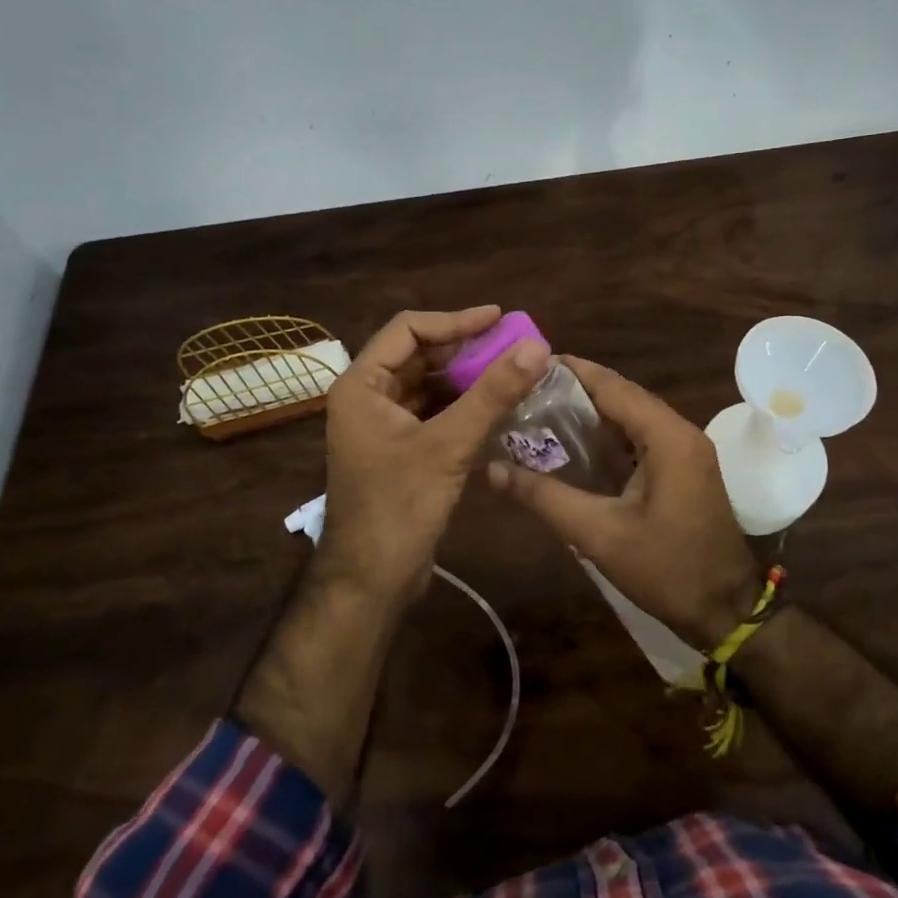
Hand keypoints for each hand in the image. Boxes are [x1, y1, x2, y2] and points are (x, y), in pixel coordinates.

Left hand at [320, 306, 547, 605]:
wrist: (372, 579)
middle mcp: (367, 397)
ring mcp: (382, 425)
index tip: (500, 319)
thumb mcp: (449, 445)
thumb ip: (492, 393)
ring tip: (512, 372)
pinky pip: (434, 413)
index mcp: (361, 385)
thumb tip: (536, 346)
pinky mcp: (400, 450)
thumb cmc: (399, 506)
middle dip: (466, 350)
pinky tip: (497, 407)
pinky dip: (463, 406)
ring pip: (429, 386)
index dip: (455, 320)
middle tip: (513, 346)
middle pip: (419, 356)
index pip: (408, 330)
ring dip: (467, 379)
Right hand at [487, 356, 760, 650]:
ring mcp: (686, 449)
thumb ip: (544, 497)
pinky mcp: (684, 467)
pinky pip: (641, 436)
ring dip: (591, 412)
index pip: (612, 386)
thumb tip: (492, 469)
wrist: (726, 610)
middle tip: (525, 390)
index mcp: (667, 437)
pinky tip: (574, 444)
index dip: (570, 371)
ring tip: (540, 411)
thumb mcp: (598, 534)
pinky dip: (608, 434)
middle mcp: (680, 431)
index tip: (527, 363)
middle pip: (622, 395)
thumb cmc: (666, 570)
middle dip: (575, 390)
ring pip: (631, 415)